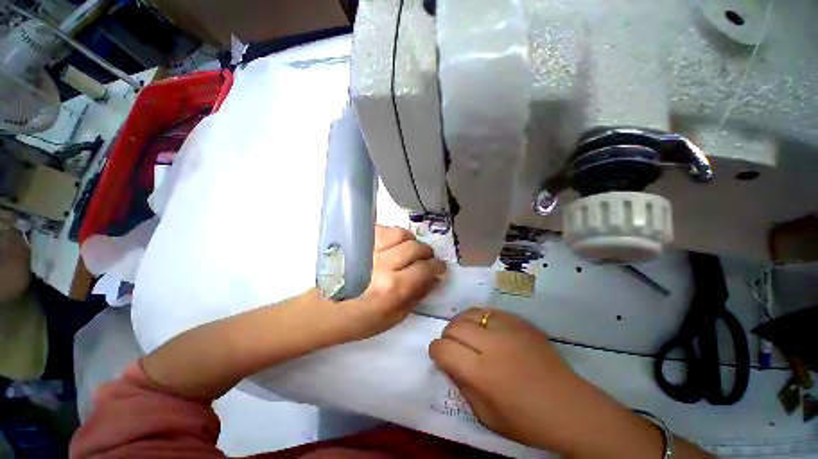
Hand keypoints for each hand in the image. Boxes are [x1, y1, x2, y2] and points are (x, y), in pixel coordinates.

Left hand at [331, 226, 446, 342]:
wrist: (325, 310)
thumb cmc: (360, 320)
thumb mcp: (394, 317)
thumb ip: (417, 296)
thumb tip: (434, 280)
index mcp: (392, 288)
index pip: (424, 269)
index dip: (437, 266)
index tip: (440, 267)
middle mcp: (383, 265)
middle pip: (415, 247)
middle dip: (427, 252)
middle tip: (427, 259)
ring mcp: (369, 250)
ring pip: (400, 233)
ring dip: (411, 240)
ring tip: (411, 249)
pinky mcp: (358, 243)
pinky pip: (383, 229)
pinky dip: (393, 234)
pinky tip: (393, 244)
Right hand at [429, 309, 599, 451]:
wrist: (570, 408)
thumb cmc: (526, 420)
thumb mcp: (485, 414)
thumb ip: (461, 384)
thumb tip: (448, 361)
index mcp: (482, 372)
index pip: (444, 349)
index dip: (436, 351)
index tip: (439, 356)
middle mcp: (492, 344)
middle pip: (454, 327)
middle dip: (447, 336)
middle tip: (453, 346)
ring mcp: (508, 328)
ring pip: (469, 313)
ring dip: (461, 324)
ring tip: (466, 335)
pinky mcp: (519, 321)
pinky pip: (489, 311)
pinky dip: (480, 319)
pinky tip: (485, 330)